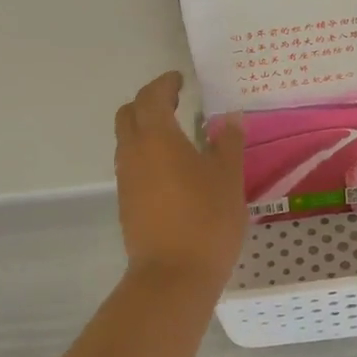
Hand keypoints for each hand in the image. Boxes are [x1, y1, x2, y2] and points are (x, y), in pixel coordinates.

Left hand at [113, 72, 247, 291]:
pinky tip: (173, 168)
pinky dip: (147, 154)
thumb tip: (229, 118)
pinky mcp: (127, 203)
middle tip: (175, 101)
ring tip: (177, 134)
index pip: (152, 97)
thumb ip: (228, 143)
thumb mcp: (228, 177)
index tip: (180, 79)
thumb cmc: (206, 219)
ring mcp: (126, 179)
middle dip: (148, 102)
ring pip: (127, 141)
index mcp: (156, 137)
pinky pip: (132, 165)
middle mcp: (133, 152)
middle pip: (129, 114)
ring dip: (146, 129)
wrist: (173, 276)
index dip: (164, 84)